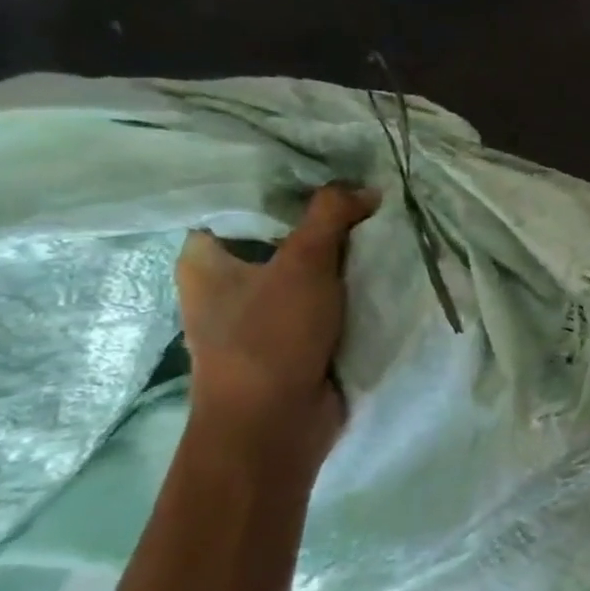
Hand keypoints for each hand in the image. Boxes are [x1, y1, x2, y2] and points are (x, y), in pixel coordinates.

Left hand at [175, 185, 378, 462]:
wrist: (276, 423)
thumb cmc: (270, 336)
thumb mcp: (304, 263)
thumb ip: (332, 216)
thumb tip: (367, 188)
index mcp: (206, 259)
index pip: (242, 204)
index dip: (285, 184)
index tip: (331, 167)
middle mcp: (229, 282)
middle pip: (283, 235)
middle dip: (325, 221)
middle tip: (367, 194)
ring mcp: (263, 312)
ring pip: (309, 268)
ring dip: (343, 256)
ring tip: (383, 225)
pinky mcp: (296, 336)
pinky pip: (327, 298)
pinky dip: (350, 287)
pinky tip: (382, 267)